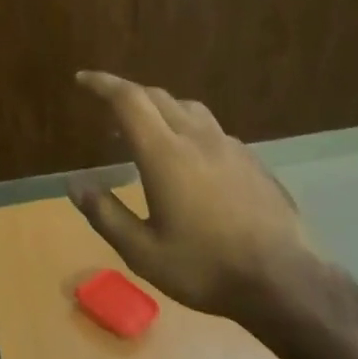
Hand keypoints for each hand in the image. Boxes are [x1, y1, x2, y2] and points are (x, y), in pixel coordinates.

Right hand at [69, 72, 315, 321]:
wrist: (282, 279)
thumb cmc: (204, 267)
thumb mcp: (142, 252)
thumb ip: (105, 214)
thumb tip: (74, 184)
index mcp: (165, 155)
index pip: (128, 100)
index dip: (102, 84)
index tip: (82, 79)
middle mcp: (197, 139)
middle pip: (158, 96)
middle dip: (128, 93)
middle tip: (107, 108)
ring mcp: (230, 147)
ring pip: (189, 109)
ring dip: (161, 108)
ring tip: (147, 131)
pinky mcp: (252, 161)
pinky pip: (212, 131)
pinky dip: (189, 129)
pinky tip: (190, 160)